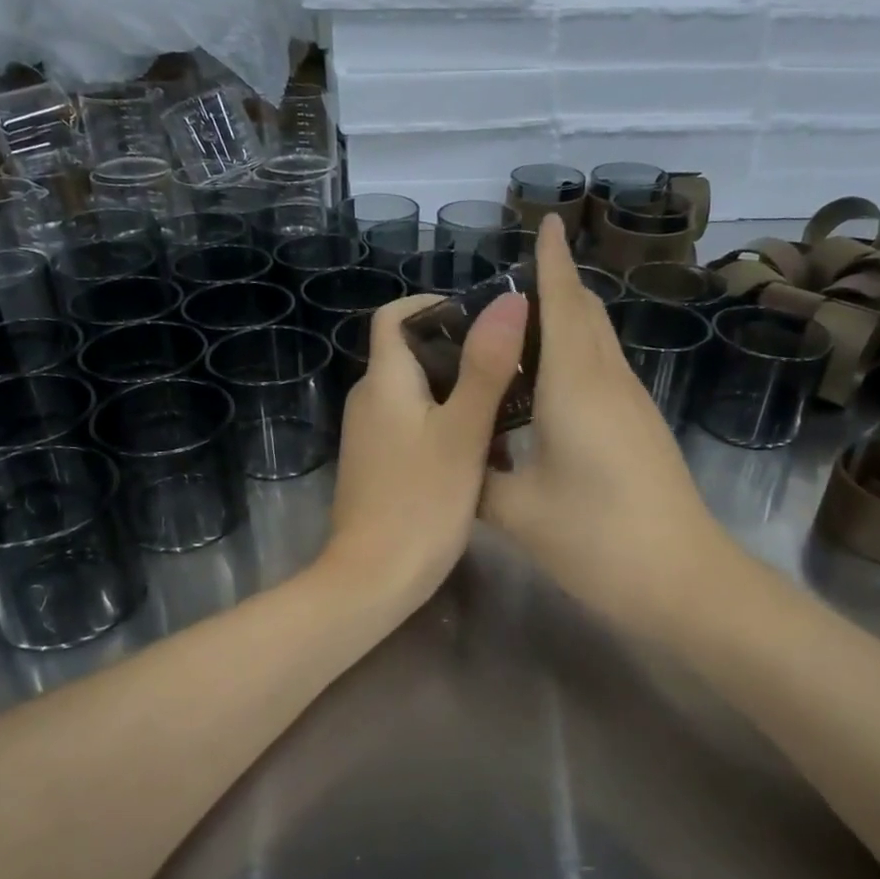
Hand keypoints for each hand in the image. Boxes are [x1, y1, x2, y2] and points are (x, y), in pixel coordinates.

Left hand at [321, 289, 528, 613]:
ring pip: (416, 392)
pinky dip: (444, 422)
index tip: (480, 316)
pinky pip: (412, 425)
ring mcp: (370, 436)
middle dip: (458, 350)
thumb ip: (485, 366)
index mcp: (384, 382)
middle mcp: (369, 400)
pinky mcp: (378, 465)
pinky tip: (481, 446)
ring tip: (507, 402)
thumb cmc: (421, 503)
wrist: (372, 579)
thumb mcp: (462, 433)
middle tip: (510, 362)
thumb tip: (507, 300)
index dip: (432, 305)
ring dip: (457, 389)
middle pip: (409, 353)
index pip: (393, 317)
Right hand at [481, 217, 736, 637]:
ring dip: (566, 321)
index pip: (561, 304)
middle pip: (585, 315)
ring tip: (519, 327)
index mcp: (575, 385)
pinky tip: (547, 382)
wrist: (684, 580)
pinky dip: (575, 356)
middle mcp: (608, 381)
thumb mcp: (518, 511)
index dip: (551, 261)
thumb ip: (477, 477)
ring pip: (597, 342)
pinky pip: (603, 371)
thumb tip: (453, 459)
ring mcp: (633, 404)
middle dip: (556, 285)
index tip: (545, 221)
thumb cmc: (597, 538)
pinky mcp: (641, 428)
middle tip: (509, 281)